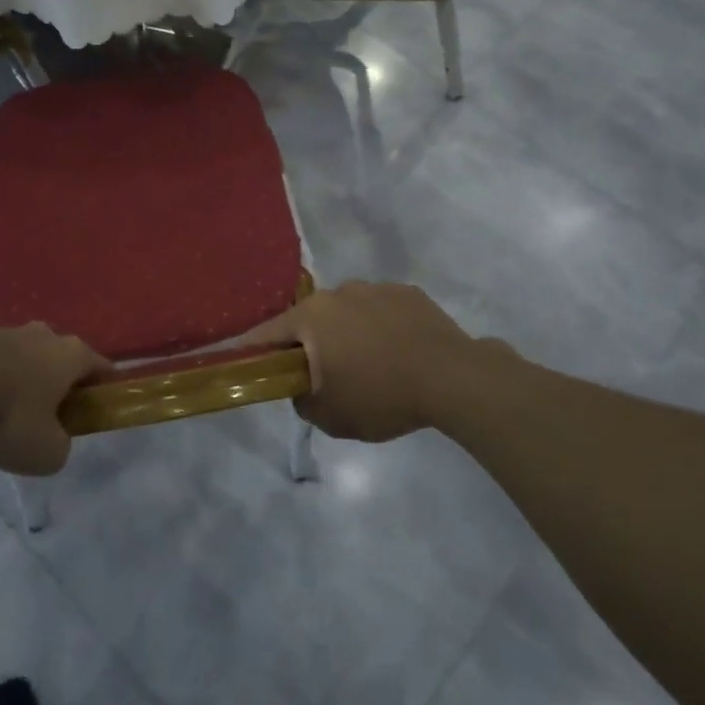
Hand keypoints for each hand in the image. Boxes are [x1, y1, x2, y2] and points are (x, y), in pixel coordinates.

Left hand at [0, 325, 109, 475]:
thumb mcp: (46, 453)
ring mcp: (6, 332)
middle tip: (48, 416)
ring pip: (24, 358)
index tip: (95, 410)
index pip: (101, 367)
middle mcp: (44, 335)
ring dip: (21, 381)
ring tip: (4, 414)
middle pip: (61, 359)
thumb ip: (60, 446)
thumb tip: (54, 439)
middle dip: (58, 383)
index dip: (102, 389)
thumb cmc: (9, 416)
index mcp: (72, 355)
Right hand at [246, 282, 485, 442]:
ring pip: (347, 313)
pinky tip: (398, 353)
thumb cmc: (382, 396)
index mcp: (312, 316)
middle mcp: (339, 292)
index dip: (256, 350)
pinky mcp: (408, 293)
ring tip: (371, 366)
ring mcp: (376, 288)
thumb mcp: (330, 416)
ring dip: (348, 334)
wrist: (453, 378)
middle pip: (311, 320)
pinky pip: (381, 311)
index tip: (250, 363)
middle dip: (311, 344)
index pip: (268, 332)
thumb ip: (302, 401)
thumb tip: (303, 387)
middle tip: (324, 375)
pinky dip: (380, 328)